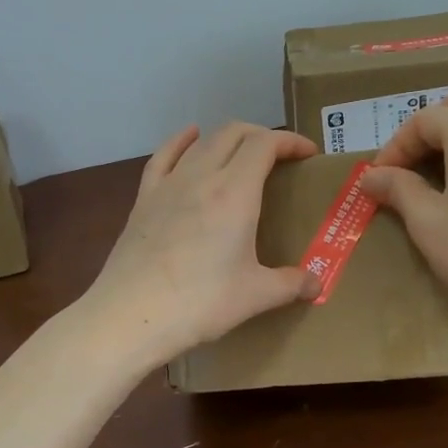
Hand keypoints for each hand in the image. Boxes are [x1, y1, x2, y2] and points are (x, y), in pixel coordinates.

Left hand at [81, 122, 321, 368]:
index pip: (265, 144)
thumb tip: (316, 286)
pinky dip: (182, 141)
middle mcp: (202, 176)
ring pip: (202, 142)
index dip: (290, 141)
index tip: (308, 154)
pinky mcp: (144, 198)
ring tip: (243, 153)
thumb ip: (290, 285)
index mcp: (235, 193)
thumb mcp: (255, 296)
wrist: (131, 315)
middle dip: (262, 136)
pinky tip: (190, 137)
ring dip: (228, 139)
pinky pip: (164, 155)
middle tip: (280, 159)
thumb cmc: (200, 304)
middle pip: (234, 133)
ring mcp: (169, 184)